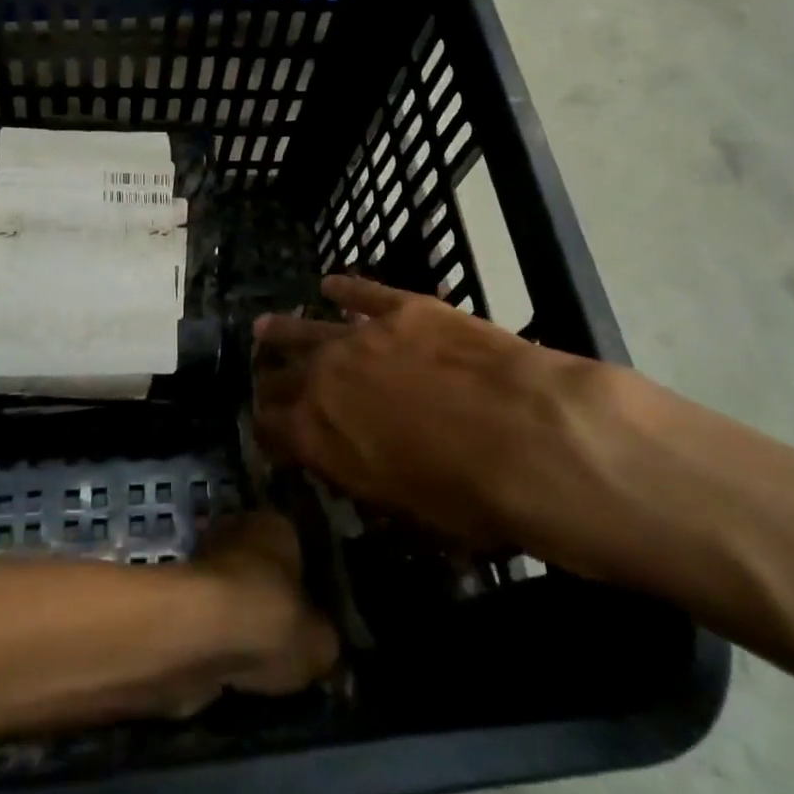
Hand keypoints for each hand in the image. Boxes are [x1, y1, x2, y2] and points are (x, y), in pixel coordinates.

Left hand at [189, 510, 339, 697]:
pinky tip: (227, 666)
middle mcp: (238, 531)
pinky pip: (206, 619)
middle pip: (259, 567)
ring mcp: (202, 561)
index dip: (305, 583)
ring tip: (255, 661)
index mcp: (277, 525)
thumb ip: (323, 640)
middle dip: (267, 597)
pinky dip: (214, 640)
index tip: (311, 616)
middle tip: (283, 639)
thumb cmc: (268, 618)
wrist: (196, 633)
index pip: (298, 548)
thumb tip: (321, 645)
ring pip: (230, 592)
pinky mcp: (176, 597)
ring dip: (238, 619)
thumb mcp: (318, 642)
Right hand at [253, 275, 666, 580]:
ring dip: (284, 330)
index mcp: (319, 435)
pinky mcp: (403, 307)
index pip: (271, 428)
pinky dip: (344, 289)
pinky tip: (330, 284)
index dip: (266, 430)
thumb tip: (349, 463)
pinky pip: (362, 292)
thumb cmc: (470, 497)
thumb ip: (363, 478)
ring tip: (265, 327)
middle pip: (282, 375)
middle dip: (270, 381)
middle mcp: (325, 378)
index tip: (269, 430)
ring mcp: (362, 335)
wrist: (528, 436)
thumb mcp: (404, 509)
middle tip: (266, 380)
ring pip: (306, 327)